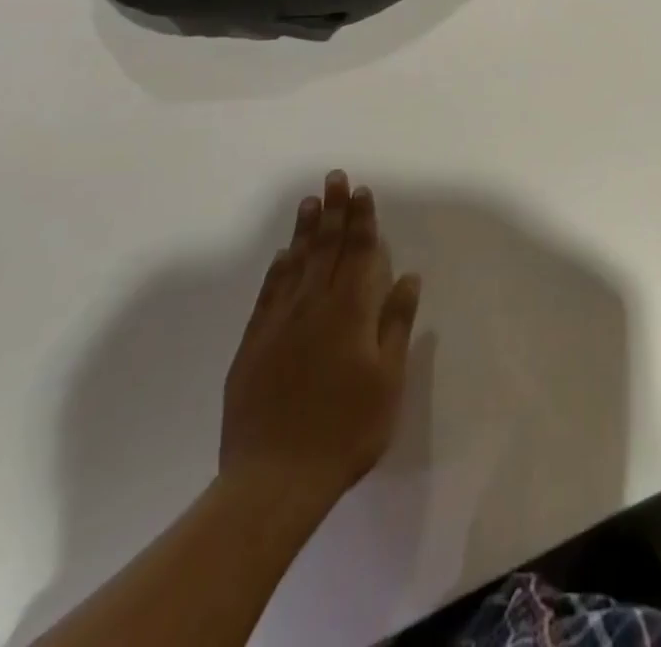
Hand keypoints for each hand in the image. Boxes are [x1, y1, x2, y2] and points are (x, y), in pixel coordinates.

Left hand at [220, 171, 421, 507]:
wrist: (273, 481)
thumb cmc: (345, 430)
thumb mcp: (387, 380)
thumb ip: (395, 324)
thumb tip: (407, 277)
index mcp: (348, 312)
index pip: (358, 253)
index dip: (362, 220)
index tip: (362, 191)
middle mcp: (312, 307)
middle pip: (325, 248)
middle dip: (333, 211)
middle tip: (334, 177)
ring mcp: (278, 325)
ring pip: (295, 264)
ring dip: (304, 230)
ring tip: (309, 202)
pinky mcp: (253, 346)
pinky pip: (269, 294)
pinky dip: (277, 269)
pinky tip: (282, 255)